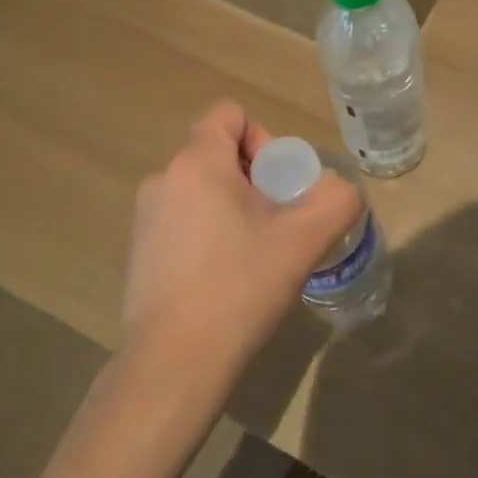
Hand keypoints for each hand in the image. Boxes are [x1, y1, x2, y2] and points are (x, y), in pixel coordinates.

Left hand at [120, 101, 360, 398]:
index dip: (265, 138)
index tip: (281, 185)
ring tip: (256, 256)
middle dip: (256, 180)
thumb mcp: (303, 241)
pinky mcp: (139, 251)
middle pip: (219, 153)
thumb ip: (335, 200)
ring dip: (234, 208)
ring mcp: (145, 217)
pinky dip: (210, 233)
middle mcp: (163, 179)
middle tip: (279, 225)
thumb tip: (338, 189)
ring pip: (203, 189)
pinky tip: (226, 279)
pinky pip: (184, 220)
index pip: (229, 114)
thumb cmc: (239, 288)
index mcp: (196, 163)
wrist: (174, 363)